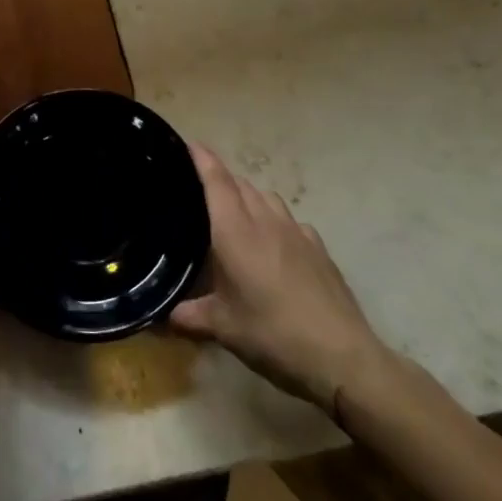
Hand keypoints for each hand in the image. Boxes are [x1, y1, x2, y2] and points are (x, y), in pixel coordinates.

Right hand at [167, 144, 388, 415]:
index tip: (186, 143)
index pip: (215, 180)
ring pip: (266, 196)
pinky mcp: (318, 247)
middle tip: (198, 189)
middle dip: (219, 178)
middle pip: (239, 183)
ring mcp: (296, 232)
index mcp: (235, 231)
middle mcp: (265, 221)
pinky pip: (289, 219)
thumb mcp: (222, 329)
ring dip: (247, 196)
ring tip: (234, 214)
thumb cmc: (273, 335)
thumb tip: (159, 317)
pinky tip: (272, 243)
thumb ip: (188, 316)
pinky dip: (274, 219)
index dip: (201, 157)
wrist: (343, 357)